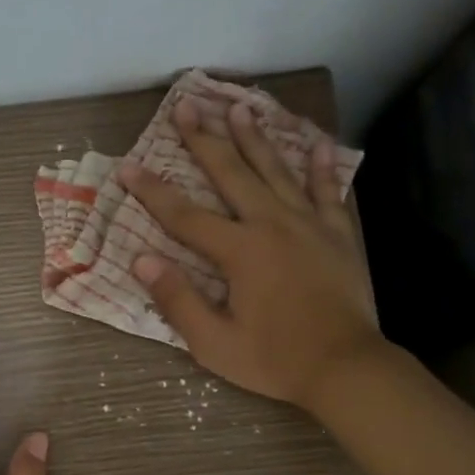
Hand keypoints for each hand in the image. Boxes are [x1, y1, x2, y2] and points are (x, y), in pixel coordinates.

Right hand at [117, 97, 382, 410]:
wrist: (347, 369)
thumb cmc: (277, 360)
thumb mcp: (215, 344)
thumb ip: (178, 300)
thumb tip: (141, 261)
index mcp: (240, 251)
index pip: (184, 215)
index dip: (152, 191)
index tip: (127, 167)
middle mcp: (272, 225)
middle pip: (232, 174)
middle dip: (204, 139)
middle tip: (186, 105)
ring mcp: (309, 225)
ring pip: (277, 171)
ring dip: (255, 138)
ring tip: (239, 107)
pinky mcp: (338, 235)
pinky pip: (328, 192)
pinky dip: (322, 167)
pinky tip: (318, 143)